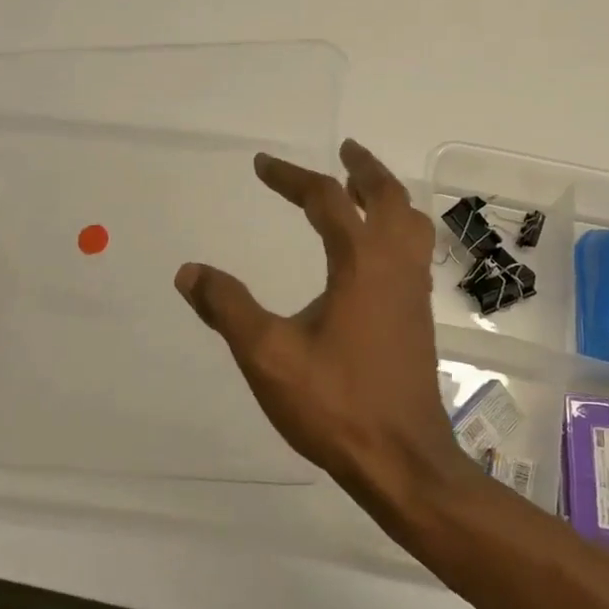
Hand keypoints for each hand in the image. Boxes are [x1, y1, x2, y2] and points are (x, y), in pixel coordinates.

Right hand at [174, 141, 470, 505]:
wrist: (402, 458)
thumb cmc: (335, 403)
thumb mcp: (268, 355)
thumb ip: (228, 308)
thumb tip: (189, 272)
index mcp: (361, 262)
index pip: (326, 199)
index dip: (292, 177)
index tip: (262, 165)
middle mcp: (395, 264)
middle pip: (387, 196)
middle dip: (363, 168)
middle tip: (344, 150)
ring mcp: (414, 289)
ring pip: (411, 221)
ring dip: (388, 195)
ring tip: (364, 187)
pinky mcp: (419, 314)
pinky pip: (414, 249)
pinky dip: (398, 227)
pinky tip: (377, 248)